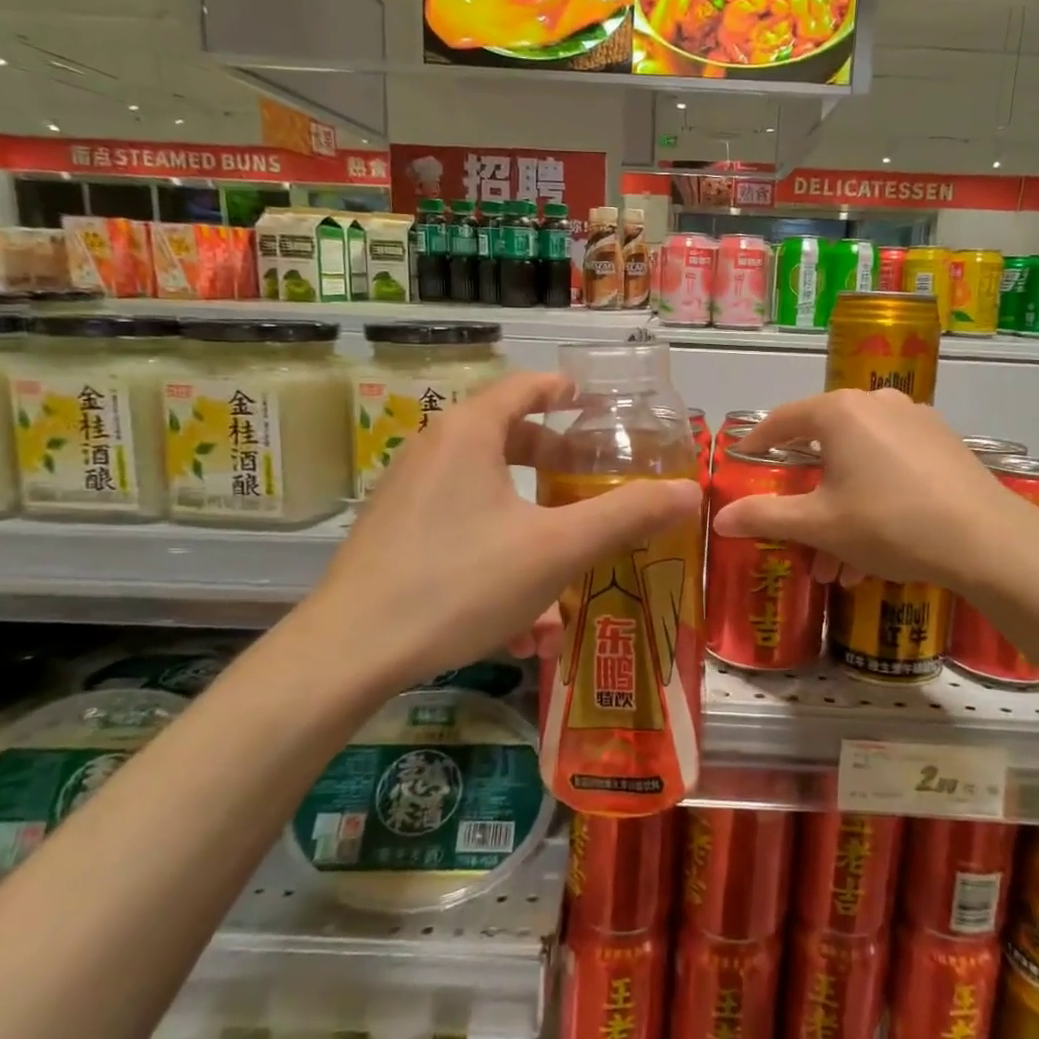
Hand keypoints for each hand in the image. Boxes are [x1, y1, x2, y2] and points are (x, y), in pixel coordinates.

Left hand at [304, 372, 699, 690]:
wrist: (349, 652)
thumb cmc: (460, 582)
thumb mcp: (556, 549)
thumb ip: (625, 516)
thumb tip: (689, 492)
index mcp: (469, 432)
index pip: (527, 386)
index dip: (567, 392)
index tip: (599, 409)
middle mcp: (434, 450)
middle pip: (508, 439)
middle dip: (556, 466)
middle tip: (592, 485)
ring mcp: (409, 494)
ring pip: (488, 498)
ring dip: (532, 530)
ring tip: (564, 579)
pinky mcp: (395, 536)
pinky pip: (462, 533)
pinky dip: (497, 559)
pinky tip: (519, 628)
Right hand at [712, 388, 1038, 596]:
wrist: (987, 541)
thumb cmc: (888, 523)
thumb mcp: (818, 524)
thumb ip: (765, 516)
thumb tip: (718, 519)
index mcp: (840, 411)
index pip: (782, 420)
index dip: (756, 444)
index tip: (740, 464)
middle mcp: (876, 403)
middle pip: (823, 447)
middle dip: (806, 499)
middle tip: (795, 534)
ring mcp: (915, 421)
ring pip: (859, 464)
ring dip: (840, 511)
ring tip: (838, 564)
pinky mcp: (943, 444)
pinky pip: (891, 467)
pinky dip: (872, 500)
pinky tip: (875, 549)